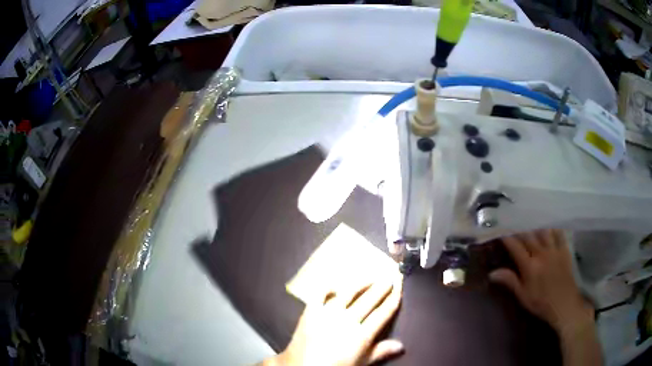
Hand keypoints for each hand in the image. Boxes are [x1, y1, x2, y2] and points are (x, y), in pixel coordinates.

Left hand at [266, 276, 403, 365]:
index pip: (382, 313)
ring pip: (348, 293)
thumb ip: (380, 352)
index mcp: (362, 334)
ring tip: (370, 278)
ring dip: (361, 284)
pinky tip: (335, 287)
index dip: (392, 300)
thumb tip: (402, 345)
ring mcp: (328, 313)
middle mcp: (347, 319)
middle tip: (389, 277)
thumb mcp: (361, 362)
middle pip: (368, 300)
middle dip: (381, 288)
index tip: (400, 288)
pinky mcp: (311, 311)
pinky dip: (329, 289)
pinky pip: (321, 295)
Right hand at [490, 229, 593, 333]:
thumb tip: (491, 273)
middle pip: (528, 235)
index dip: (506, 237)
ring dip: (535, 224)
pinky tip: (550, 224)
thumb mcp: (522, 296)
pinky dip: (553, 227)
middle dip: (518, 228)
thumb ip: (509, 281)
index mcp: (529, 266)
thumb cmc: (541, 303)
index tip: (499, 230)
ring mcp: (554, 249)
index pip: (515, 246)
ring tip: (529, 218)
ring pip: (543, 231)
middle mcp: (541, 253)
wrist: (564, 304)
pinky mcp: (564, 250)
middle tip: (512, 221)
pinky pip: (559, 233)